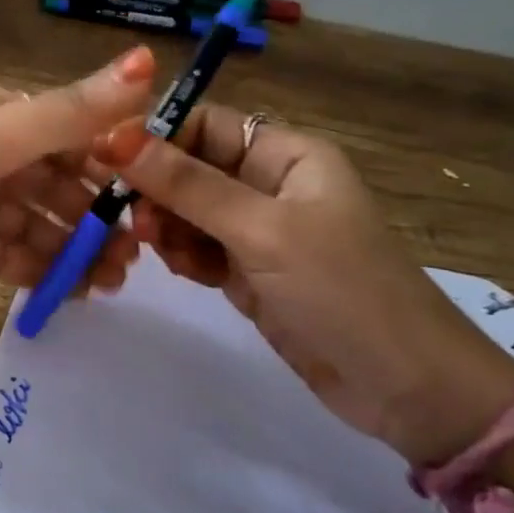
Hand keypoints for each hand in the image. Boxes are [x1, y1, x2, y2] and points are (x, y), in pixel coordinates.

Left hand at [0, 47, 156, 286]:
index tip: (154, 206)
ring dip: (71, 249)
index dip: (116, 169)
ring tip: (110, 285)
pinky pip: (2, 254)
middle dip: (96, 219)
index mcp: (1, 116)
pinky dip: (35, 269)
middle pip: (56, 185)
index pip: (74, 138)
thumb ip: (71, 111)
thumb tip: (150, 60)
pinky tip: (68, 292)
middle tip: (135, 261)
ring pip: (33, 224)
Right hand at [99, 105, 513, 465]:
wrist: (405, 388)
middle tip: (138, 222)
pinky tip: (188, 273)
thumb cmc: (342, 290)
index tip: (108, 161)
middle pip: (189, 168)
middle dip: (158, 190)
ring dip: (167, 227)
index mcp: (286, 154)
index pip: (204, 124)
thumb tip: (116, 138)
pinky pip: (197, 248)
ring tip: (163, 252)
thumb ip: (188, 185)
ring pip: (186, 211)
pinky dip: (183, 256)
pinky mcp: (247, 272)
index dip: (156, 138)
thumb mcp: (262, 230)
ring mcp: (257, 231)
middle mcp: (269, 183)